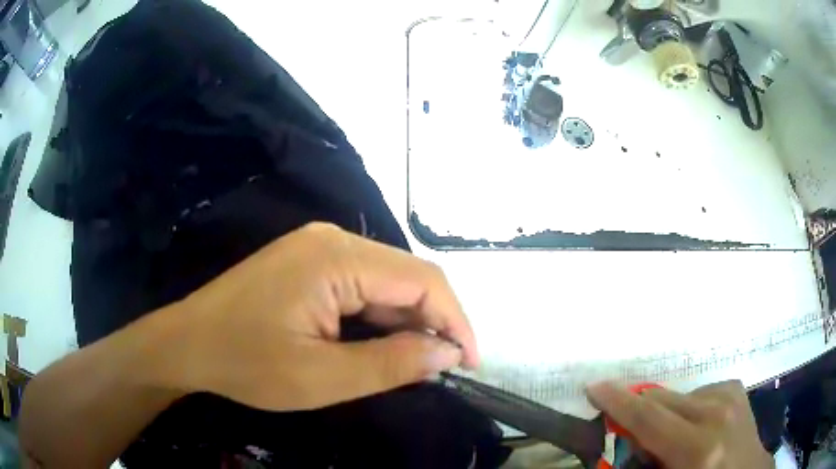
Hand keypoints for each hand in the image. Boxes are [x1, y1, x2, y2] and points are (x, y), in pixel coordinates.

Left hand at [174, 222, 478, 411]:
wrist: (188, 343)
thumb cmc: (246, 363)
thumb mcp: (322, 378)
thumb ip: (392, 365)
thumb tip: (448, 353)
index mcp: (337, 258)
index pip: (423, 280)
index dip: (456, 321)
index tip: (470, 363)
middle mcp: (334, 239)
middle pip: (407, 276)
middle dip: (434, 322)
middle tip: (444, 368)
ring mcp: (319, 246)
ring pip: (386, 281)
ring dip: (407, 321)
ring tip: (415, 363)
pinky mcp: (309, 261)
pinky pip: (361, 284)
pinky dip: (380, 316)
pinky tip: (379, 344)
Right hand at [586, 380, 773, 468]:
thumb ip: (643, 464)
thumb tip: (623, 443)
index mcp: (697, 449)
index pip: (649, 418)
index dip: (617, 402)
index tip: (593, 387)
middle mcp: (715, 414)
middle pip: (661, 401)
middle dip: (636, 410)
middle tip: (622, 424)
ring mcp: (729, 397)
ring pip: (677, 396)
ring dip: (663, 414)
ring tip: (668, 438)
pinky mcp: (735, 389)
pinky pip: (697, 392)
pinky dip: (686, 408)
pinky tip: (694, 425)